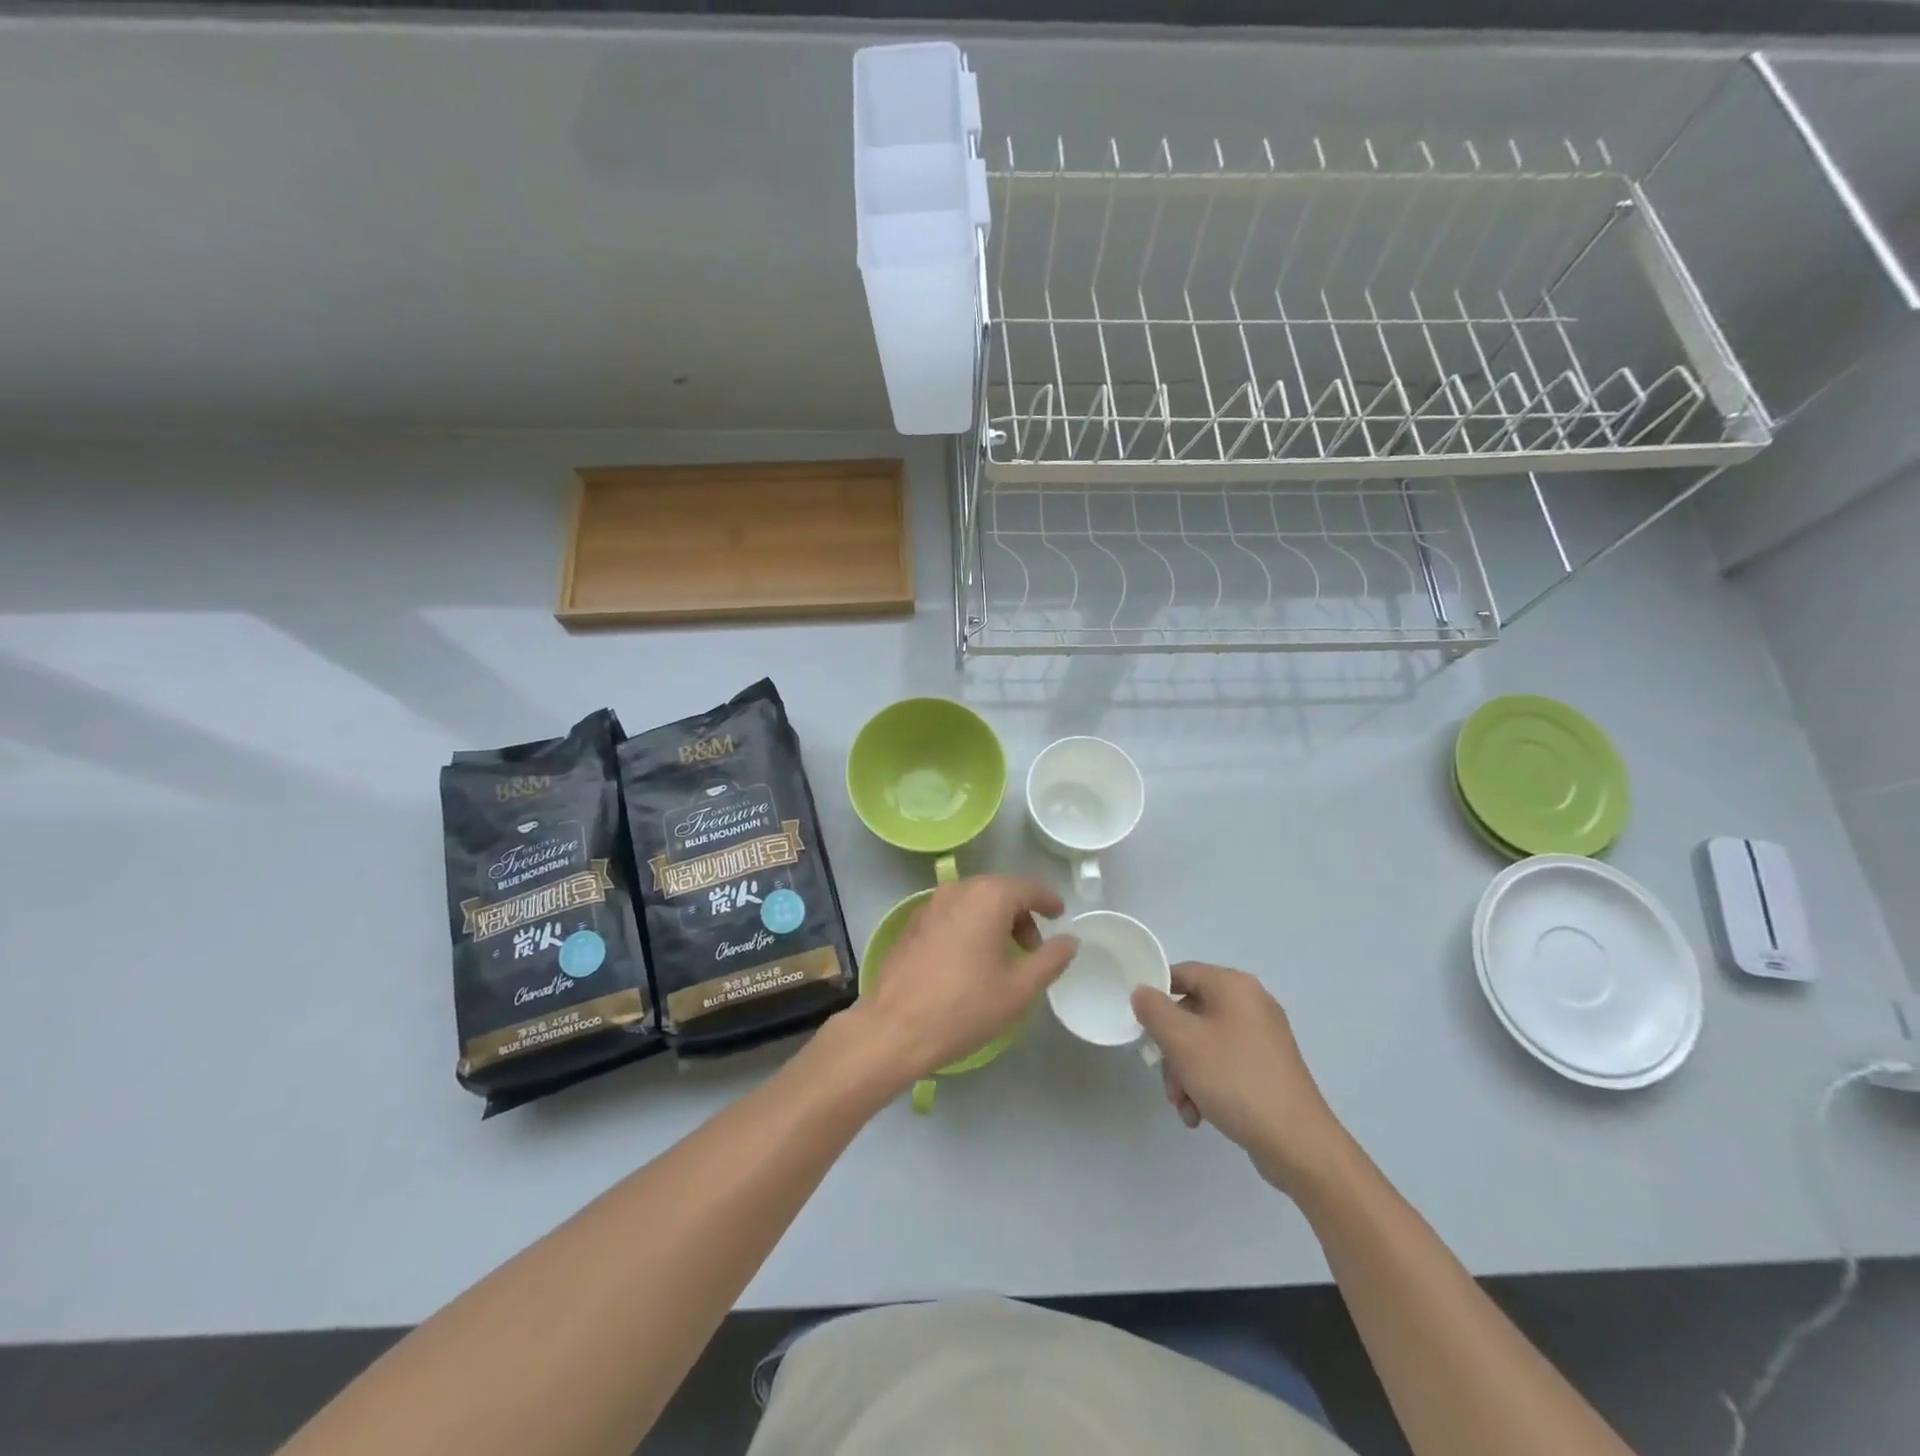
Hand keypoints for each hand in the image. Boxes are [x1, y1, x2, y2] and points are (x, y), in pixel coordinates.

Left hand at [854, 875, 1077, 1085]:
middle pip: (999, 891)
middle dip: (1020, 914)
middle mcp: (957, 890)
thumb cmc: (965, 1006)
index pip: (1028, 887)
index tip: (1059, 915)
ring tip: (1002, 958)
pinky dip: (969, 927)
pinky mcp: (912, 925)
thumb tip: (1070, 940)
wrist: (894, 1029)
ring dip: (994, 921)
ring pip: (973, 902)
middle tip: (1033, 948)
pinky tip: (969, 961)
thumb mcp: (1019, 988)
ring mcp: (929, 905)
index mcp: (987, 897)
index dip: (1048, 900)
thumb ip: (1051, 959)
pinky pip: (951, 915)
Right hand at [1131, 962, 1349, 1195]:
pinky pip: (1225, 1063)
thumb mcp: (1182, 1042)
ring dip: (1185, 1073)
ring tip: (1185, 1107)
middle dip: (1171, 1049)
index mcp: (1234, 986)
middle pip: (1191, 1012)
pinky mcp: (1268, 1067)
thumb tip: (1142, 992)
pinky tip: (1200, 1114)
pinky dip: (1207, 1083)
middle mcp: (1251, 1003)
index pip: (1183, 973)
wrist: (1297, 1143)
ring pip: (1205, 1042)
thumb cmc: (1234, 1080)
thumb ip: (1154, 1010)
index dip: (1155, 994)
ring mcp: (1263, 1037)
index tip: (1140, 1025)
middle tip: (1166, 1081)